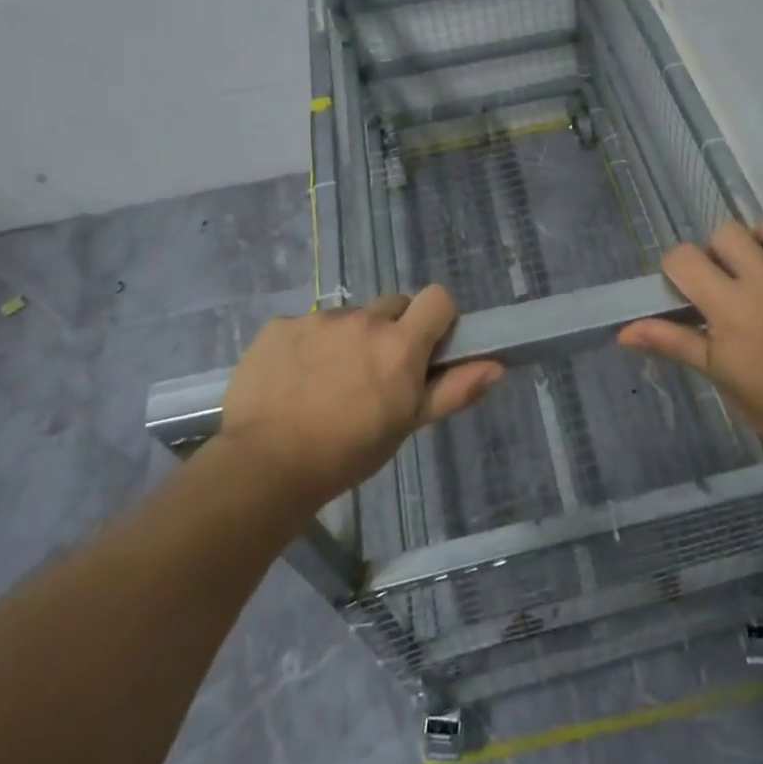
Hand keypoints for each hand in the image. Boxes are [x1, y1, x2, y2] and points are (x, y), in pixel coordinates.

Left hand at [213, 288, 502, 508]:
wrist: (265, 465)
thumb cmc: (348, 453)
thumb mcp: (406, 425)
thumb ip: (453, 390)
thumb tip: (496, 366)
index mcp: (400, 344)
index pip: (437, 298)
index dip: (437, 318)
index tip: (427, 347)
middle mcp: (362, 321)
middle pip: (392, 306)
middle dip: (391, 331)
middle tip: (375, 373)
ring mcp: (317, 320)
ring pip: (347, 318)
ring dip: (347, 340)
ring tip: (327, 383)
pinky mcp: (279, 326)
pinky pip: (304, 326)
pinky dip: (306, 346)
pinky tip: (293, 381)